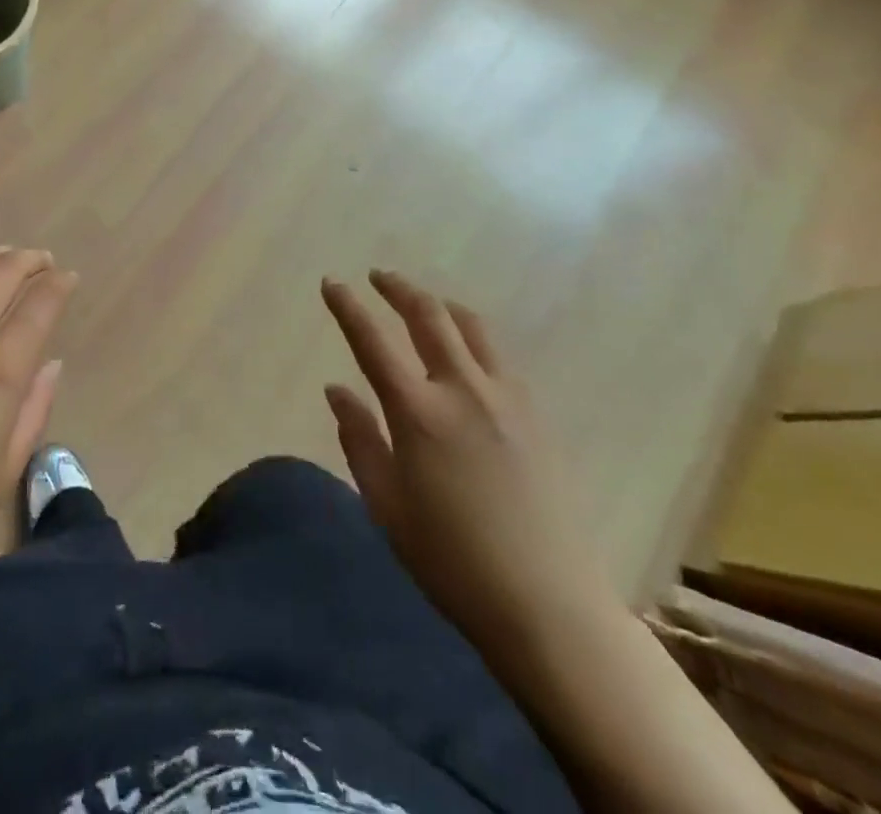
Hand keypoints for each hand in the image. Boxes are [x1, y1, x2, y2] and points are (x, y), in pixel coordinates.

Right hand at [320, 270, 615, 672]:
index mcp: (418, 412)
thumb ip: (359, 439)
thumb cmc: (451, 560)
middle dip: (398, 288)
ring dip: (440, 305)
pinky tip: (467, 354)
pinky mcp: (536, 415)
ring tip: (423, 304)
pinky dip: (473, 337)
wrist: (548, 604)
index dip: (347, 306)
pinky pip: (499, 356)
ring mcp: (506, 398)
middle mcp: (462, 389)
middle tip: (378, 277)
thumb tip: (337, 389)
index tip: (331, 282)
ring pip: (471, 326)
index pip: (372, 340)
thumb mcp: (386, 505)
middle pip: (428, 315)